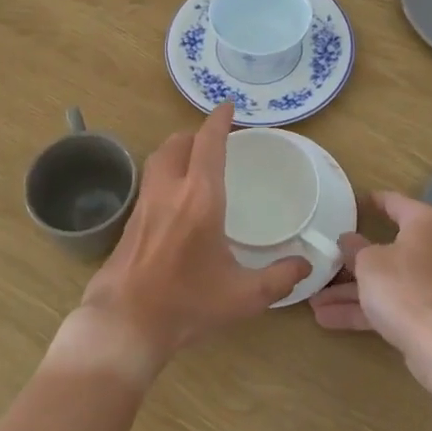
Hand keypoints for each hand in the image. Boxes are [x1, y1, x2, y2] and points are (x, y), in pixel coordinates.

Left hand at [72, 103, 310, 375]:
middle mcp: (170, 190)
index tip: (228, 107)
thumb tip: (306, 264)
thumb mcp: (242, 297)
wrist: (125, 323)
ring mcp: (145, 202)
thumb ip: (279, 278)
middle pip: (178, 142)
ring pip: (159, 157)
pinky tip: (175, 195)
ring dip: (177, 148)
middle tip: (215, 140)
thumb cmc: (186, 304)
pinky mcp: (131, 219)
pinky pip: (150, 179)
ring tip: (194, 159)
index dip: (218, 120)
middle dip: (197, 134)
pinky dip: (165, 171)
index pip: (208, 143)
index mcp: (200, 198)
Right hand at [309, 191, 431, 382]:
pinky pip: (393, 303)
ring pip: (387, 280)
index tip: (351, 203)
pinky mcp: (430, 313)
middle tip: (326, 259)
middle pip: (388, 247)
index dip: (372, 201)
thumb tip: (348, 240)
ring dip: (351, 291)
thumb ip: (355, 248)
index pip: (395, 202)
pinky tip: (328, 319)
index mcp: (426, 223)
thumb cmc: (403, 287)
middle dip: (352, 261)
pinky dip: (365, 309)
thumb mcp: (368, 262)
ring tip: (314, 300)